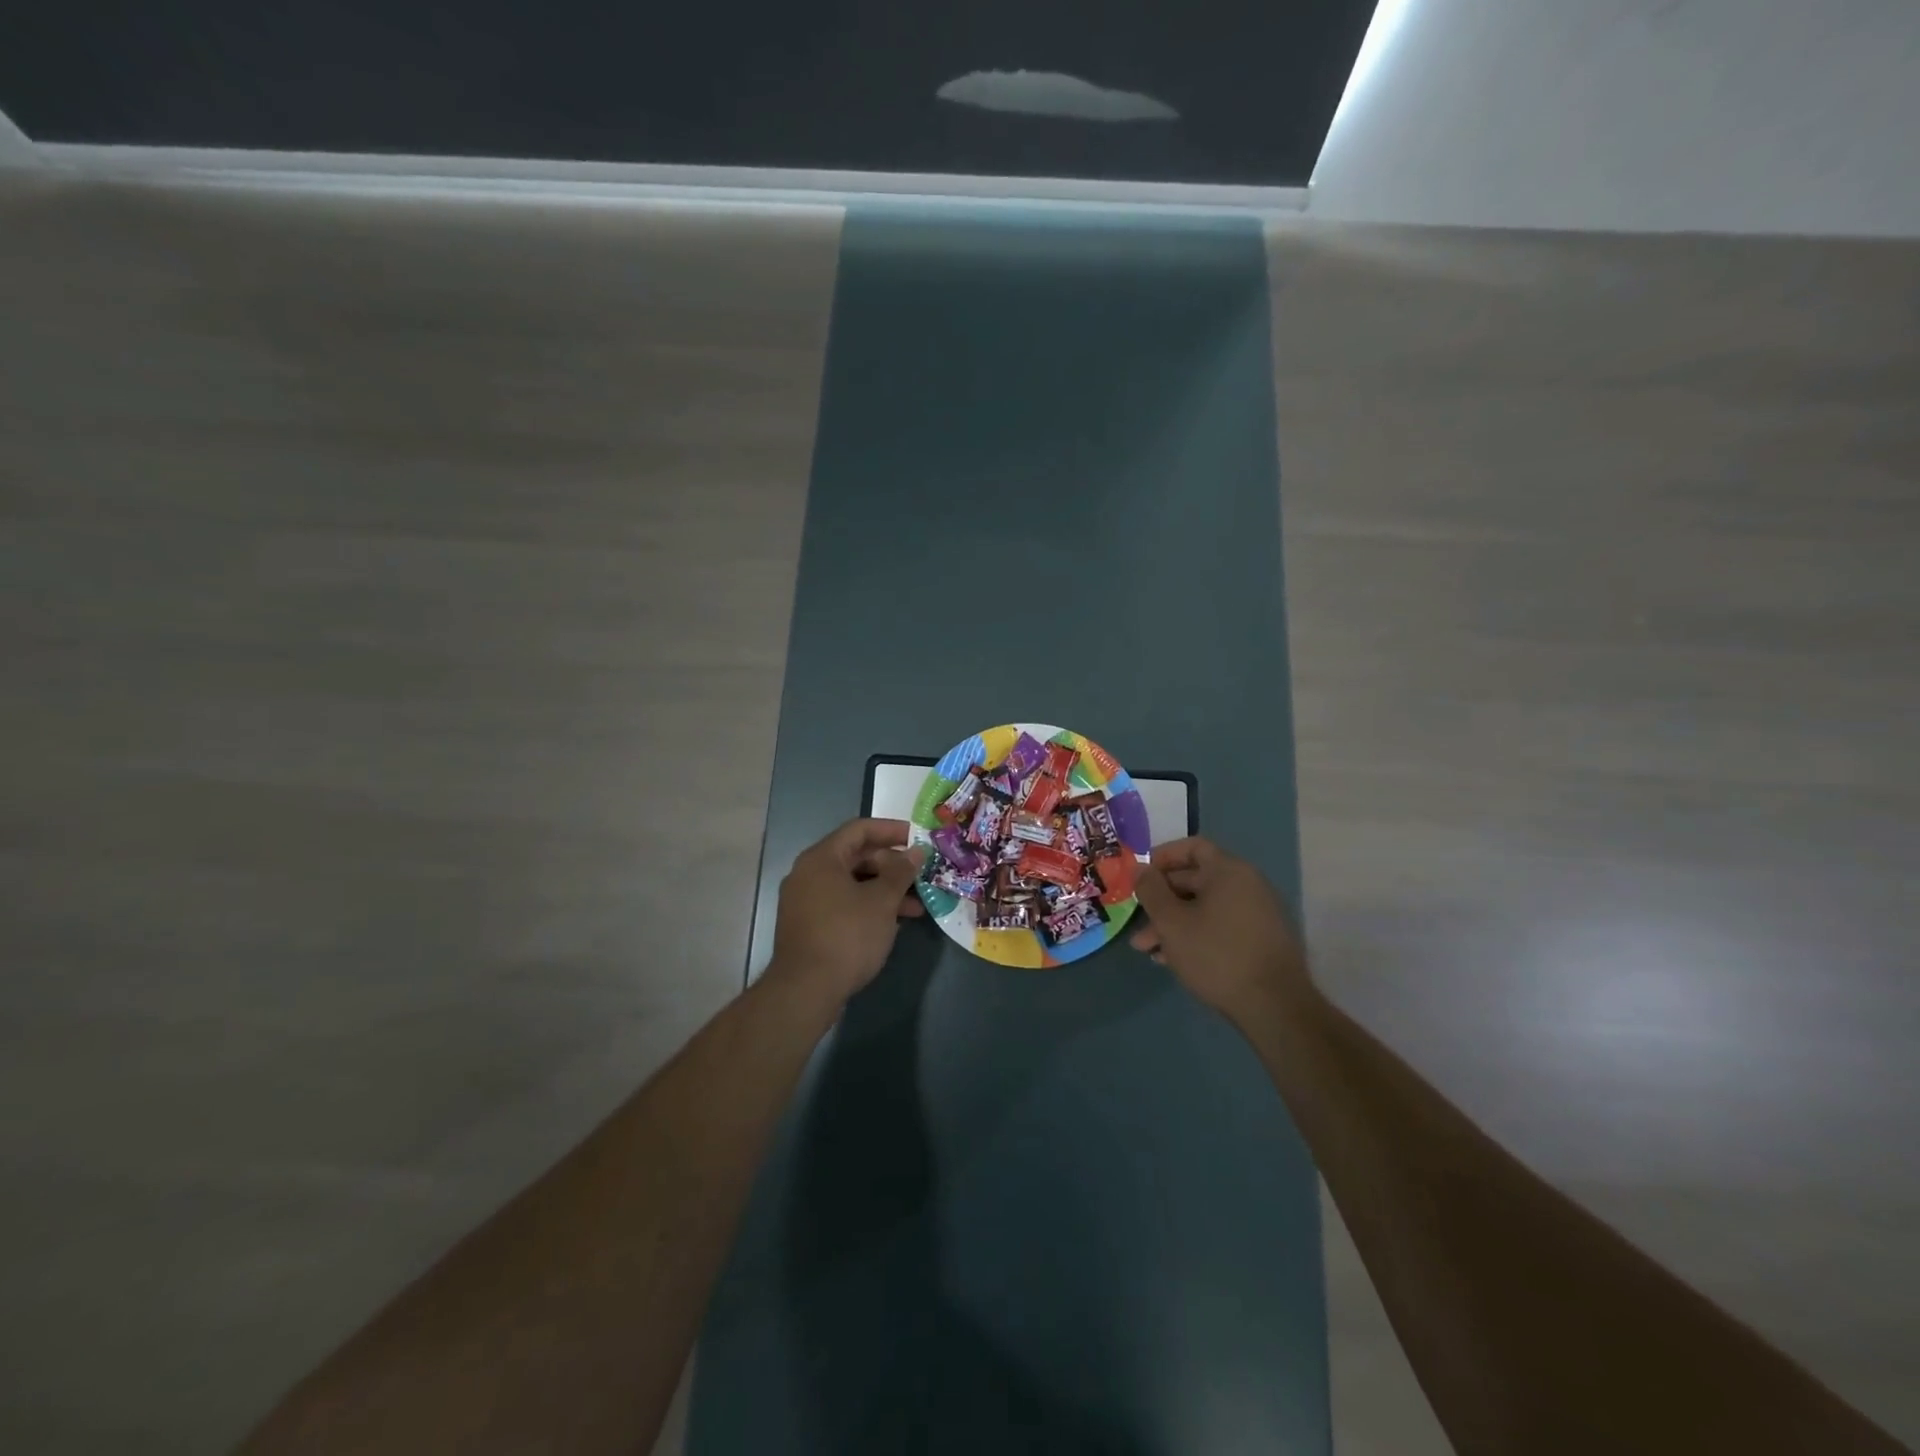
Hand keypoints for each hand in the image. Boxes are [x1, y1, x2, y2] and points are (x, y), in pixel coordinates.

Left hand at [769, 818, 926, 1002]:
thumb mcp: (881, 901)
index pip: (859, 829)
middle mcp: (808, 873)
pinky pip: (843, 903)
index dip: (891, 830)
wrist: (806, 990)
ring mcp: (805, 901)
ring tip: (916, 906)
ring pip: (851, 883)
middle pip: (855, 856)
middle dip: (891, 866)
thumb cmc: (847, 935)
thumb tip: (916, 851)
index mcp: (821, 858)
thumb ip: (901, 872)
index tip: (918, 838)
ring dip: (884, 890)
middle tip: (921, 875)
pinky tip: (892, 923)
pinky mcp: (808, 925)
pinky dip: (868, 906)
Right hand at [1131, 836, 1313, 1023]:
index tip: (1140, 876)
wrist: (1275, 1007)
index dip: (1162, 857)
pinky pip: (1220, 926)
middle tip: (1136, 920)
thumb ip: (1151, 890)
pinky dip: (1195, 935)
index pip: (1192, 847)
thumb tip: (1140, 868)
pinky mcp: (1260, 940)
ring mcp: (1257, 913)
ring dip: (1174, 924)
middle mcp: (1247, 885)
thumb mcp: (1171, 922)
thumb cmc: (1216, 954)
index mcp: (1228, 871)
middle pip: (1195, 880)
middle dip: (1161, 900)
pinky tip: (1173, 960)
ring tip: (1147, 949)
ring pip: (1204, 908)